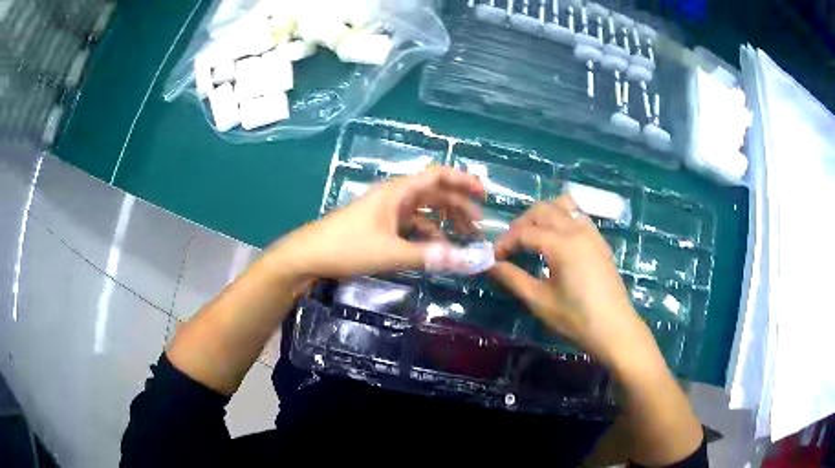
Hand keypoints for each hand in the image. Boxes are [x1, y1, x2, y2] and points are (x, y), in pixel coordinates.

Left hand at [267, 166, 485, 280]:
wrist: (309, 255)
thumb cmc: (348, 247)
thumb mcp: (391, 253)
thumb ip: (429, 256)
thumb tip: (467, 261)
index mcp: (398, 191)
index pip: (437, 175)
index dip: (463, 180)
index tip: (484, 194)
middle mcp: (395, 196)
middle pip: (434, 192)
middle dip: (458, 205)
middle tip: (477, 224)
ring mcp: (387, 211)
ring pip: (423, 210)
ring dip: (444, 221)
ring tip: (462, 239)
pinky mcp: (380, 226)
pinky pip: (411, 225)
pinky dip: (427, 234)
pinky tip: (435, 249)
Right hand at [490, 195, 656, 369]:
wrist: (615, 329)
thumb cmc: (576, 319)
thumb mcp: (540, 301)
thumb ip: (513, 278)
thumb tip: (489, 264)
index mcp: (562, 244)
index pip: (524, 232)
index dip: (505, 242)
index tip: (493, 258)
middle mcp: (577, 230)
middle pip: (542, 210)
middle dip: (521, 224)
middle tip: (510, 246)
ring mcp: (591, 233)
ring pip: (562, 205)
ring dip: (542, 215)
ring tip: (532, 237)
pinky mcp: (599, 240)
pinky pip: (577, 215)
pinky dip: (561, 217)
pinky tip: (555, 240)